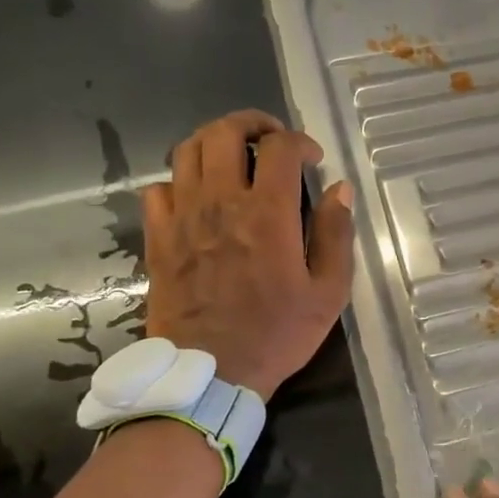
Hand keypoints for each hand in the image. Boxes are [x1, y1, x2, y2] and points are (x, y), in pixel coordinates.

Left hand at [142, 109, 353, 399]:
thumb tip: (339, 190)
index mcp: (267, 213)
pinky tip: (196, 196)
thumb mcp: (327, 293)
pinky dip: (179, 180)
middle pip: (224, 132)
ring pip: (186, 150)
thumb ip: (336, 235)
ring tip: (232, 157)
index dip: (299, 141)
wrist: (209, 374)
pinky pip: (158, 188)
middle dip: (251, 123)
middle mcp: (220, 203)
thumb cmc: (276, 334)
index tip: (312, 159)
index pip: (279, 147)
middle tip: (269, 138)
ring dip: (213, 142)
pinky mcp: (158, 237)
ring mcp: (183, 217)